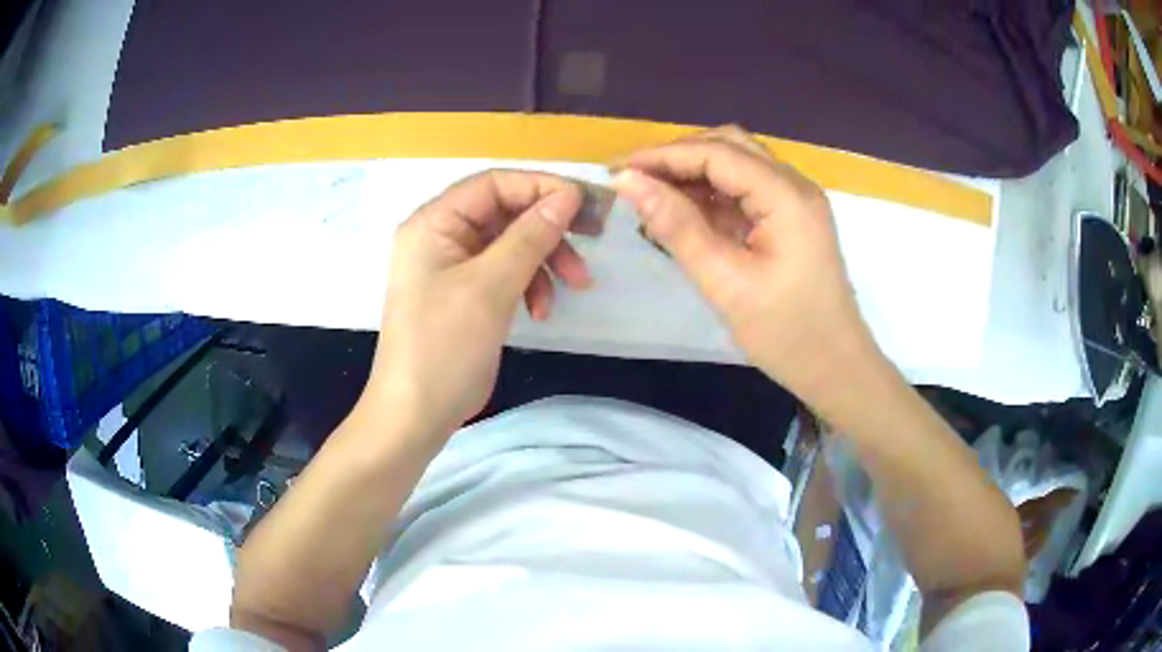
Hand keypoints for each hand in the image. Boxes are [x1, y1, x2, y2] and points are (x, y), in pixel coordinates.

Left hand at [363, 170, 590, 435]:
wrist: (416, 414)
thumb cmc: (444, 346)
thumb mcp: (490, 287)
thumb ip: (530, 236)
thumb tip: (568, 196)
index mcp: (434, 222)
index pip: (493, 184)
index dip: (540, 187)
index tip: (584, 204)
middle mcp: (442, 236)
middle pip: (505, 213)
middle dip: (549, 230)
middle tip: (592, 241)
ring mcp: (453, 266)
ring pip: (511, 243)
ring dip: (545, 261)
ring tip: (574, 288)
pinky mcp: (466, 293)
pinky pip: (506, 272)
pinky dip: (530, 285)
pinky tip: (541, 311)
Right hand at [611, 126, 880, 401]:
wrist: (836, 368)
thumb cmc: (786, 334)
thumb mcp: (726, 282)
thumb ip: (677, 227)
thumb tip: (629, 183)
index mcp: (786, 196)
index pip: (716, 153)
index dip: (662, 155)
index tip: (616, 170)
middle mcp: (795, 185)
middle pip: (729, 146)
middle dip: (677, 156)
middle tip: (632, 180)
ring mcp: (796, 200)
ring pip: (737, 163)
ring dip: (693, 172)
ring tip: (651, 193)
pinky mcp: (792, 218)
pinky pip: (746, 189)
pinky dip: (712, 193)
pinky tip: (684, 211)